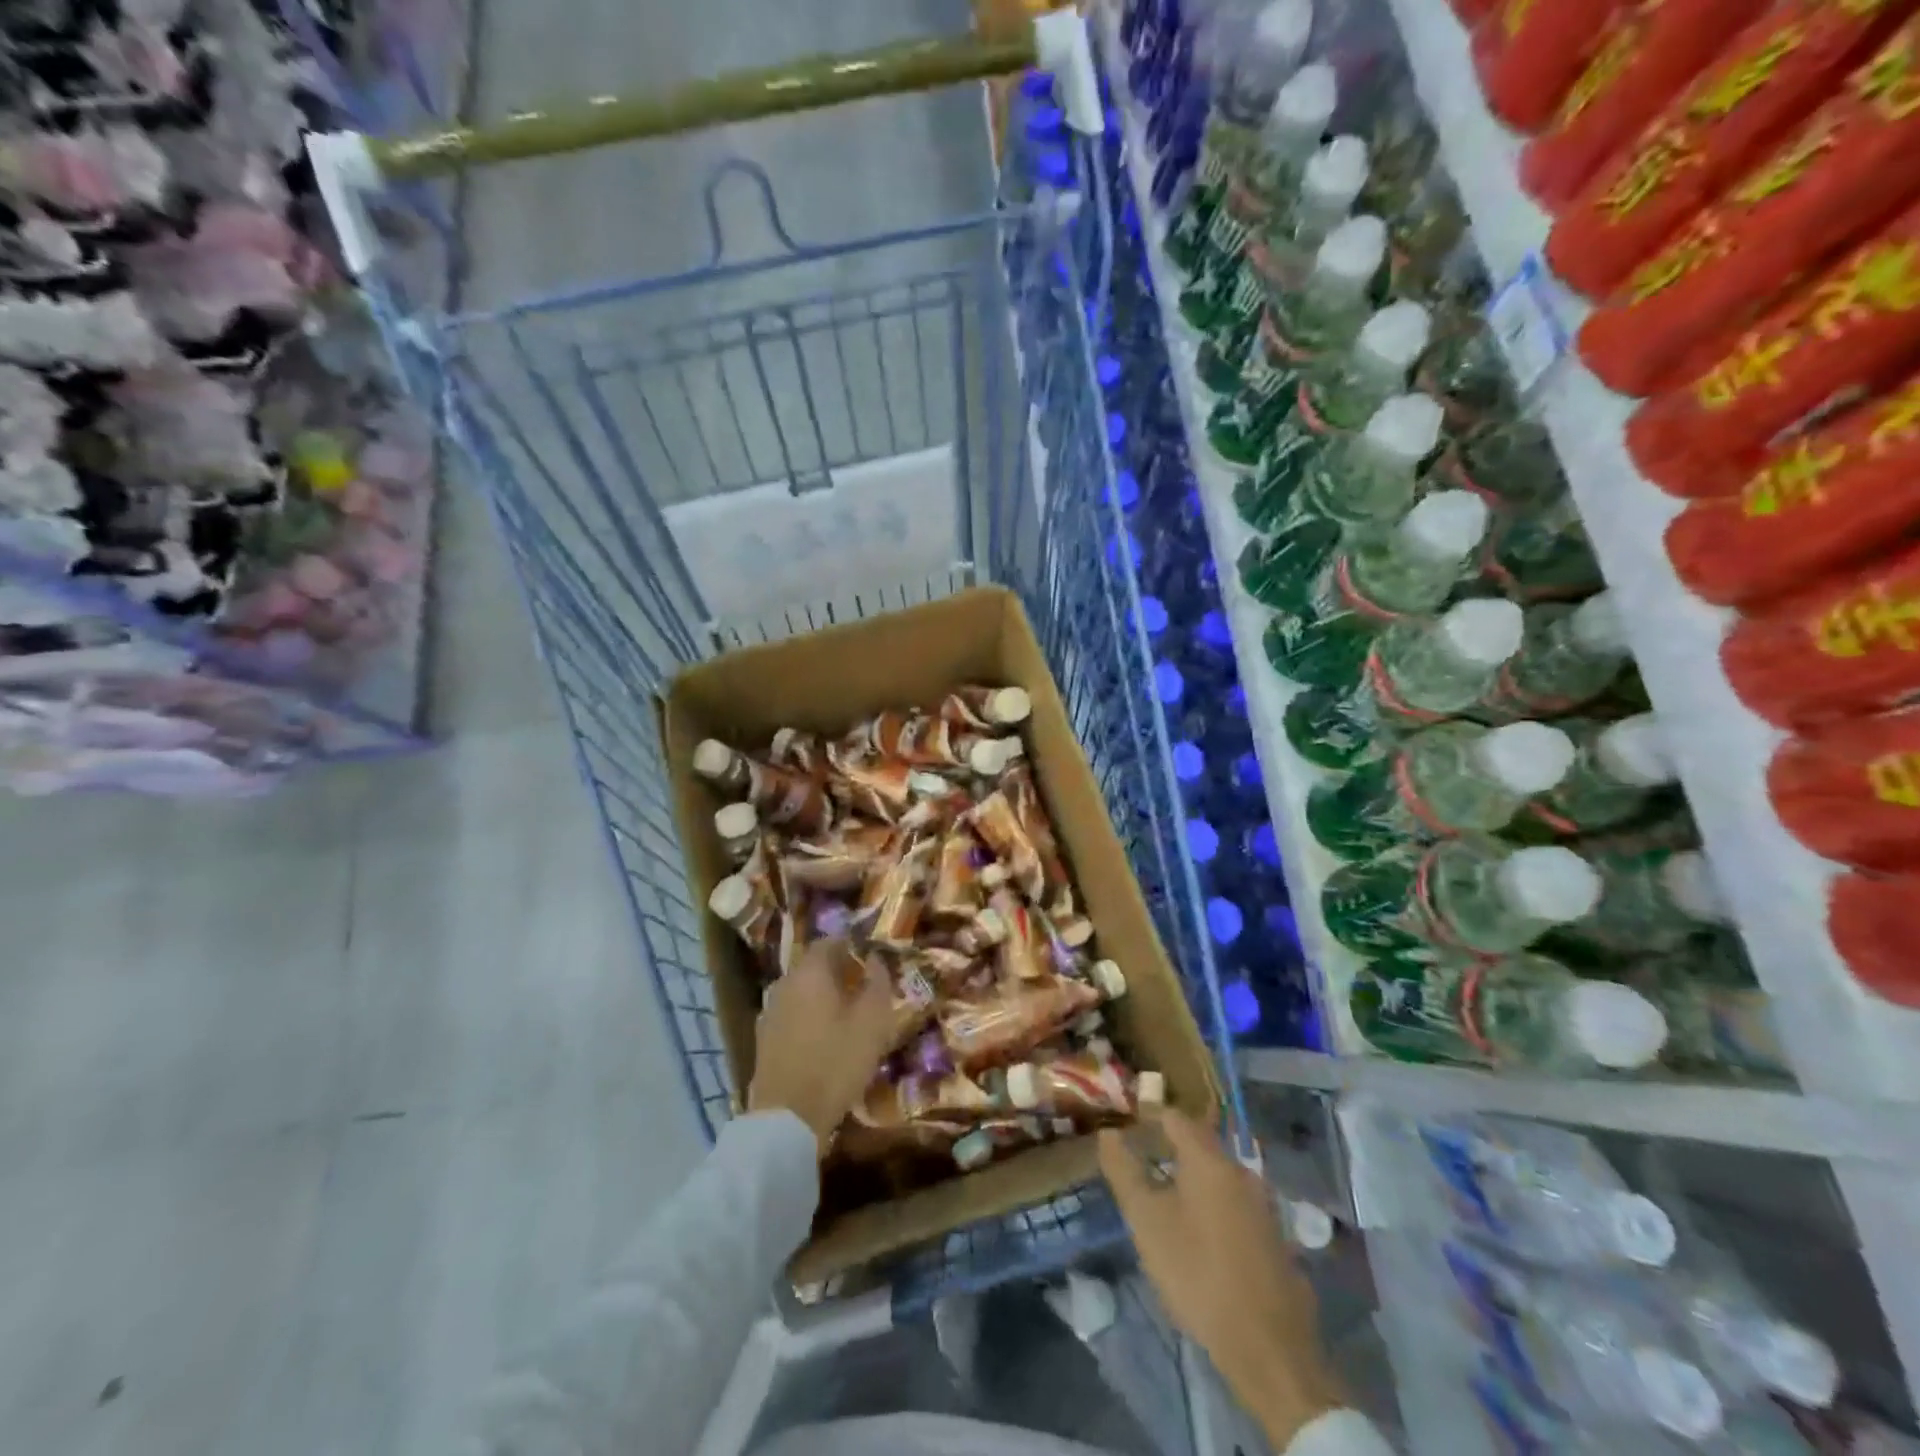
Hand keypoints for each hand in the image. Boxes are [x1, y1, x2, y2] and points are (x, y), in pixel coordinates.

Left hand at [748, 938, 895, 1152]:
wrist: (787, 1119)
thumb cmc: (835, 1062)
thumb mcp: (872, 1022)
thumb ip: (877, 983)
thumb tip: (876, 959)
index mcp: (809, 972)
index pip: (830, 942)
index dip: (853, 947)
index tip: (872, 962)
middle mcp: (784, 984)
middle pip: (814, 967)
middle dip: (840, 972)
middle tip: (865, 990)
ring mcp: (769, 1012)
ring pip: (802, 992)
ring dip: (824, 997)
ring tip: (849, 1017)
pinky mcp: (764, 1039)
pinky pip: (792, 1014)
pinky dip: (810, 1018)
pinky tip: (826, 1040)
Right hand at [1099, 1111, 1341, 1449]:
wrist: (1269, 1348)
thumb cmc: (1198, 1274)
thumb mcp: (1147, 1222)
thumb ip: (1124, 1172)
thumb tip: (1108, 1134)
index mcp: (1209, 1159)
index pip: (1173, 1117)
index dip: (1146, 1118)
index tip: (1125, 1131)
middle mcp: (1241, 1171)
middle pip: (1198, 1144)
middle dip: (1167, 1150)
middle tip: (1139, 1168)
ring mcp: (1263, 1204)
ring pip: (1217, 1175)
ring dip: (1190, 1180)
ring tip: (1164, 1202)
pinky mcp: (1274, 1236)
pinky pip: (1234, 1203)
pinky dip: (1212, 1205)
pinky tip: (1198, 1235)